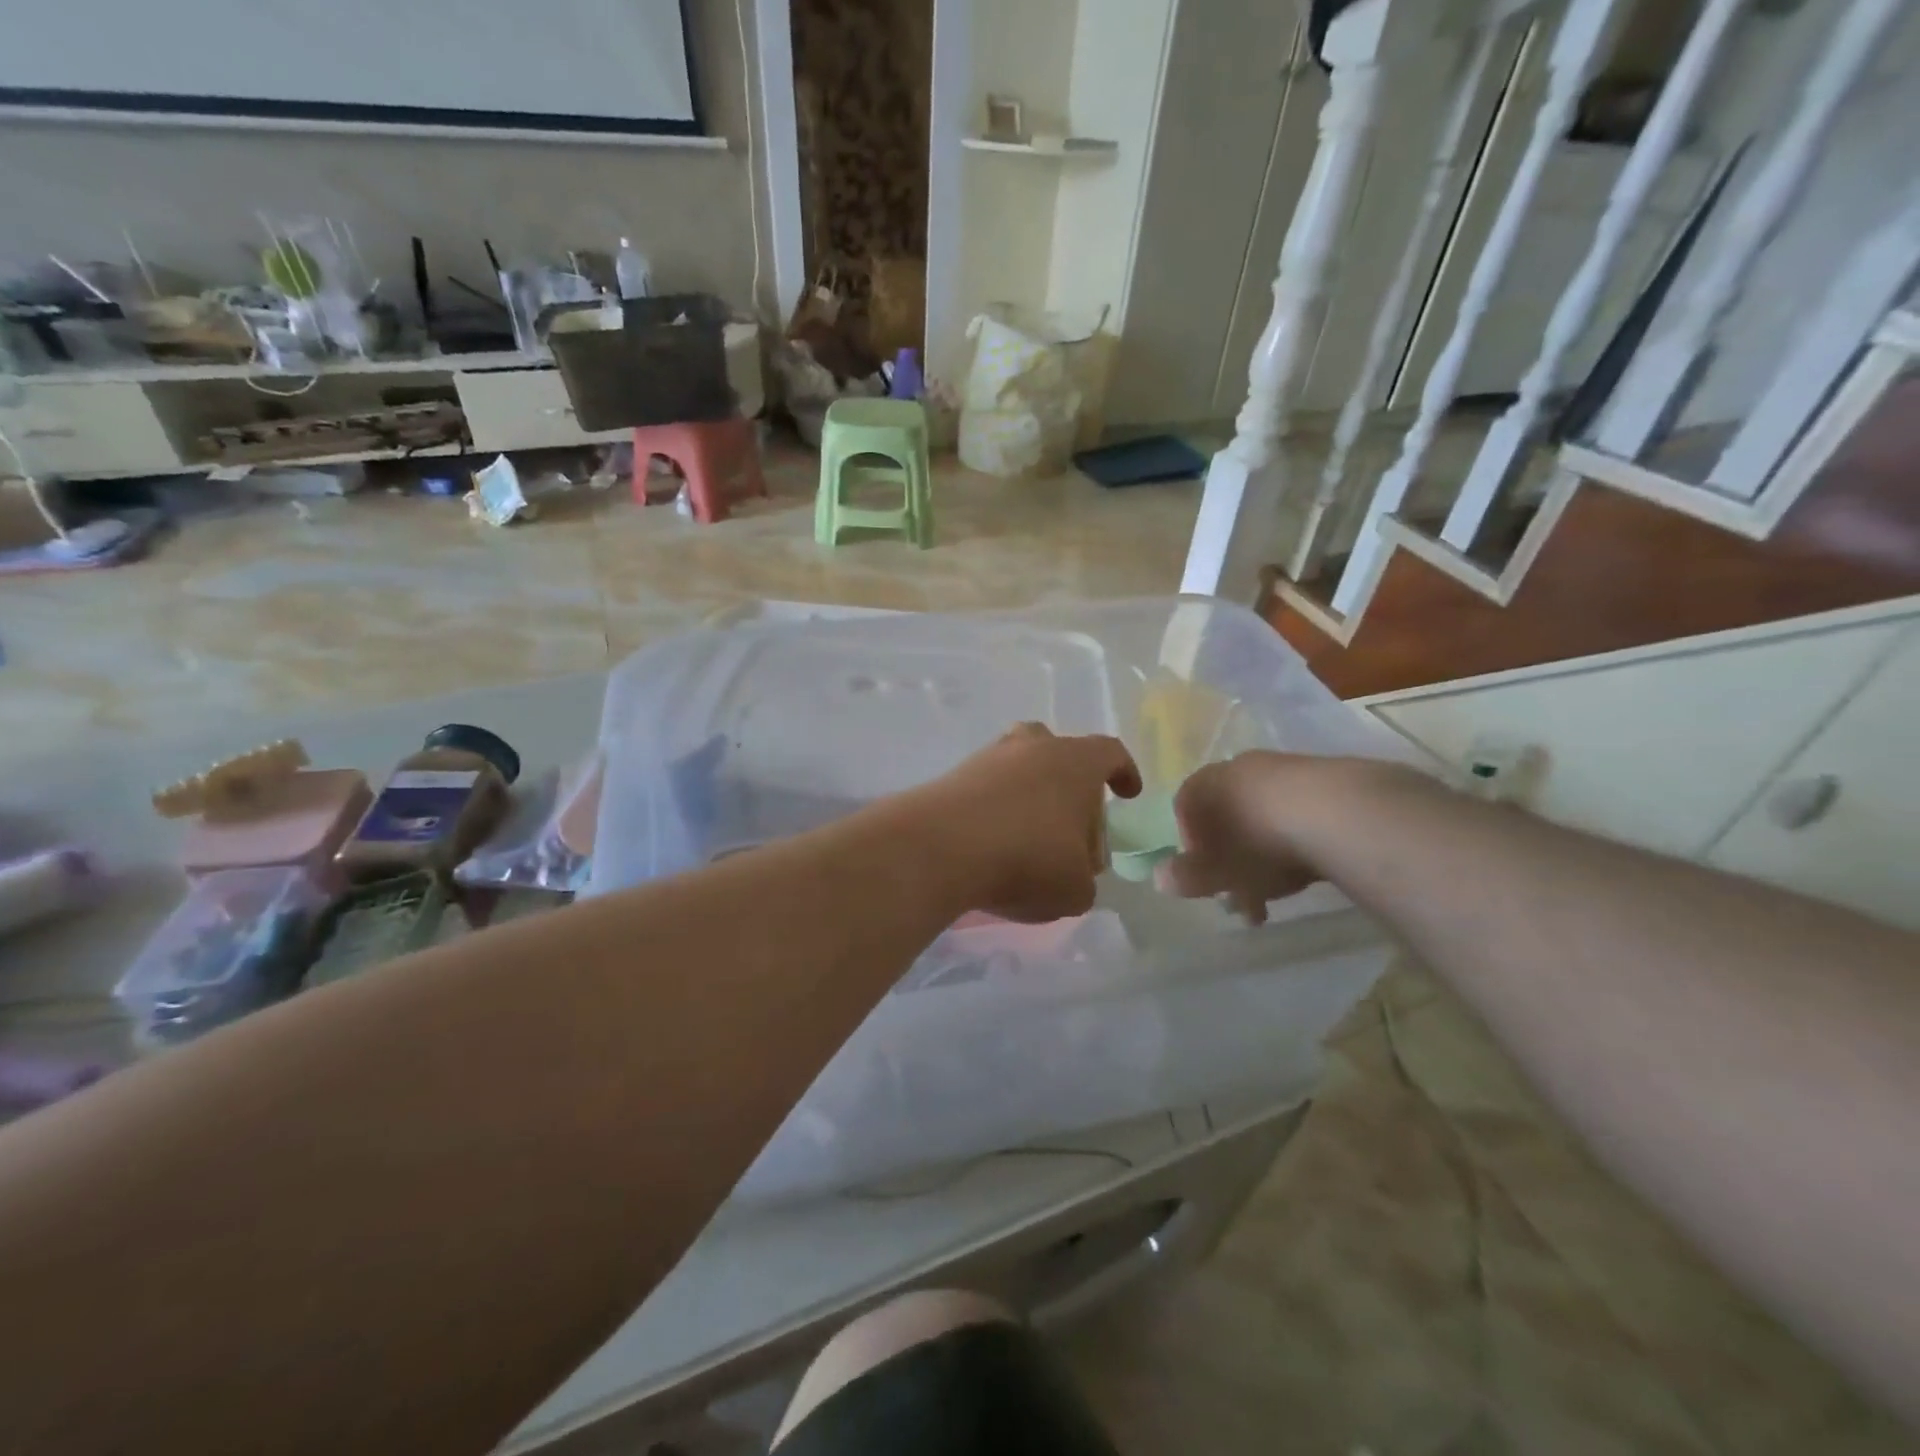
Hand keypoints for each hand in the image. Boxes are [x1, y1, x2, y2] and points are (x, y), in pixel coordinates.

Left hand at [920, 724, 1141, 922]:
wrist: (940, 848)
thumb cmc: (1027, 859)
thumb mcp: (1075, 889)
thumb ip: (1084, 880)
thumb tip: (1073, 873)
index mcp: (1075, 762)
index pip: (1109, 753)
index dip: (1123, 772)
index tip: (1127, 794)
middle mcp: (1033, 747)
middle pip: (1060, 752)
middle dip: (1072, 785)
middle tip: (1073, 825)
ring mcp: (988, 757)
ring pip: (1019, 767)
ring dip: (1030, 795)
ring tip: (1030, 838)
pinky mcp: (952, 776)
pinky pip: (987, 788)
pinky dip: (996, 809)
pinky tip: (994, 844)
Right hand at [1156, 752, 1324, 923]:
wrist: (1333, 813)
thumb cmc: (1257, 845)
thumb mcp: (1214, 872)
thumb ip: (1184, 877)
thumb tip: (1160, 877)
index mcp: (1200, 786)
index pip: (1184, 814)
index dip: (1194, 852)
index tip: (1211, 881)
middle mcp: (1234, 768)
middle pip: (1225, 817)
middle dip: (1232, 857)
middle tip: (1246, 894)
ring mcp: (1278, 767)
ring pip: (1261, 815)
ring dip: (1266, 852)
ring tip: (1284, 888)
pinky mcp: (1321, 775)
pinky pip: (1296, 810)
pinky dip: (1297, 837)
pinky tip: (1311, 864)